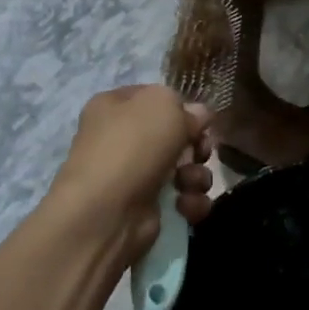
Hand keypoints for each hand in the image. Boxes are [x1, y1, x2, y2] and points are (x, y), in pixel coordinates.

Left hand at [51, 86, 213, 259]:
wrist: (108, 212)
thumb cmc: (133, 146)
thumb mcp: (163, 105)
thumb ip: (186, 106)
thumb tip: (199, 116)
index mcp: (114, 106)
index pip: (155, 98)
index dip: (181, 107)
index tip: (200, 119)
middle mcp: (121, 139)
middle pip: (175, 135)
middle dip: (196, 145)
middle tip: (200, 152)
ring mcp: (133, 176)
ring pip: (183, 168)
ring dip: (196, 175)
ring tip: (189, 183)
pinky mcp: (146, 208)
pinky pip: (182, 198)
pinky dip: (190, 202)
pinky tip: (185, 205)